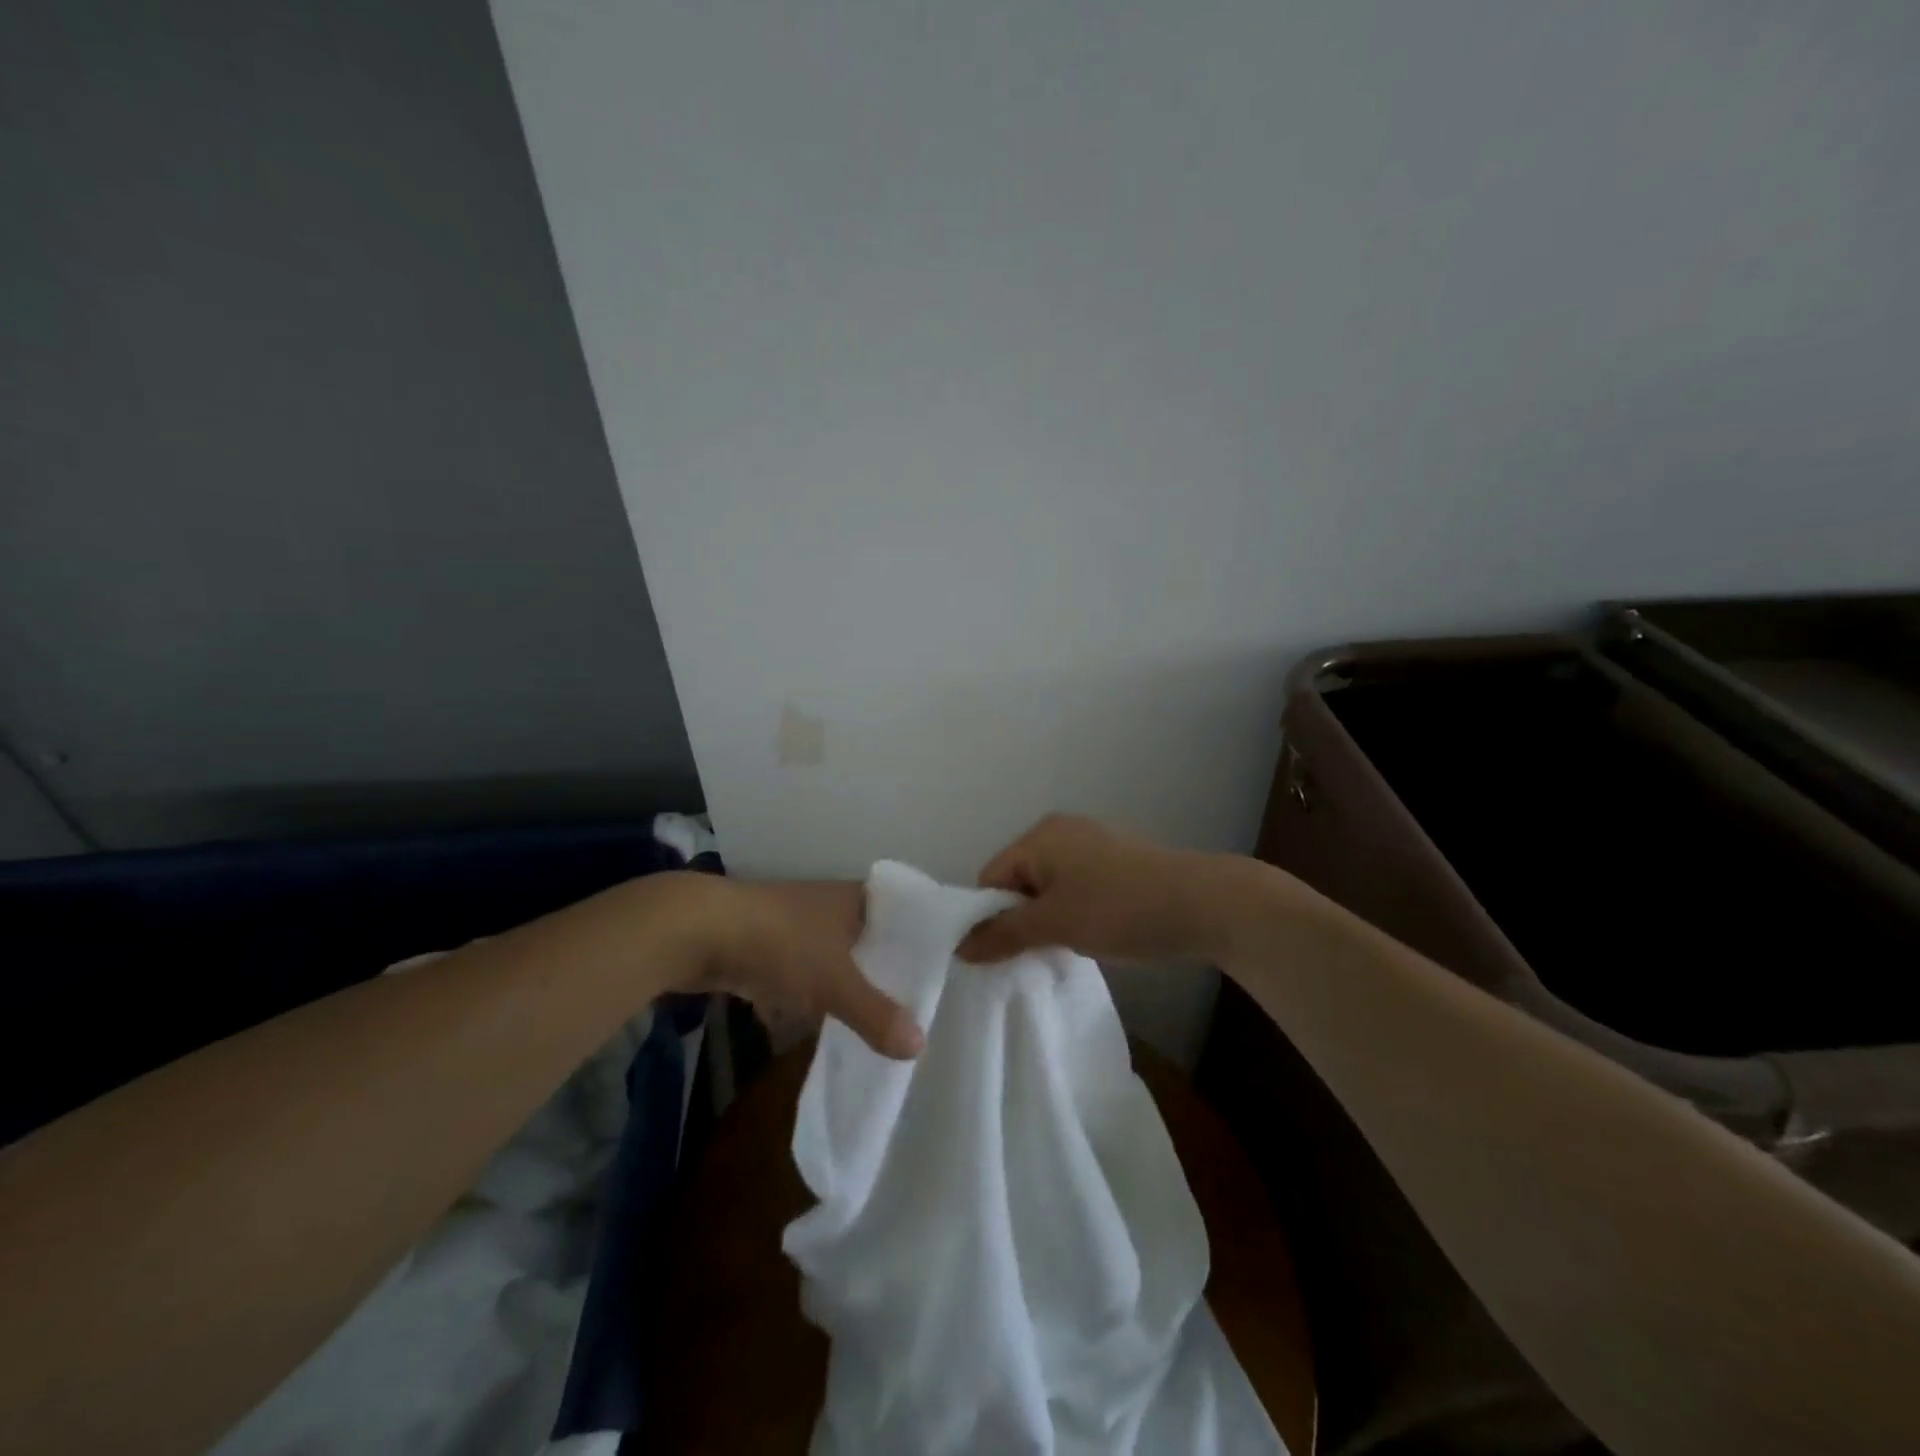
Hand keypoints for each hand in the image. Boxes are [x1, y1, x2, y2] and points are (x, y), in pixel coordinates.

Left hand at [671, 875, 924, 1059]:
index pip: (902, 912)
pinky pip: (801, 971)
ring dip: (846, 982)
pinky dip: (810, 994)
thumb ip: (876, 1014)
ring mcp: (796, 923)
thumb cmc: (781, 943)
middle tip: (914, 1002)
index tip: (943, 967)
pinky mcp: (767, 944)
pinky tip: (817, 1021)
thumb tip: (919, 1047)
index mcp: (856, 899)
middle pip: (869, 937)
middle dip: (884, 968)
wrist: (700, 930)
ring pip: (834, 956)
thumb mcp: (835, 982)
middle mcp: (830, 905)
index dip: (921, 937)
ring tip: (874, 1017)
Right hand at [956, 814, 1218, 965]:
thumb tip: (959, 947)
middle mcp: (1060, 830)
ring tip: (1062, 948)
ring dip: (1047, 918)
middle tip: (1031, 955)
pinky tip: (1089, 934)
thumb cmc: (1118, 909)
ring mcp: (1091, 843)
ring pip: (1048, 886)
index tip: (1001, 954)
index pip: (990, 877)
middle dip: (1019, 918)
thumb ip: (1003, 934)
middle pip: (1018, 880)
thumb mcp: (1054, 924)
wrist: (1201, 904)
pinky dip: (1072, 910)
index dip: (989, 917)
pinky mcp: (1115, 860)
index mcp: (1039, 836)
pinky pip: (1075, 886)